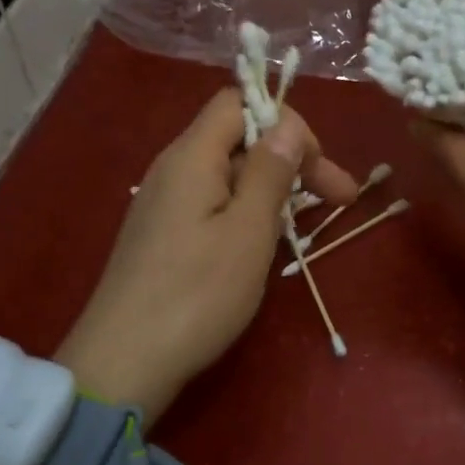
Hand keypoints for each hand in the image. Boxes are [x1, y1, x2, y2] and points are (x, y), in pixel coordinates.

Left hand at [57, 89, 359, 424]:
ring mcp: (162, 204)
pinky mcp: (160, 235)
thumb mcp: (247, 231)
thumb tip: (287, 124)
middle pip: (236, 139)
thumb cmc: (196, 294)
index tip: (321, 169)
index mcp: (191, 156)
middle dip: (290, 160)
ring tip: (302, 226)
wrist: (123, 361)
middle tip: (340, 200)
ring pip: (226, 175)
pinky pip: (210, 204)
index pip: (239, 103)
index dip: (286, 123)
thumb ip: (269, 171)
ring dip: (270, 189)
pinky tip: (260, 245)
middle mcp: (172, 168)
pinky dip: (244, 212)